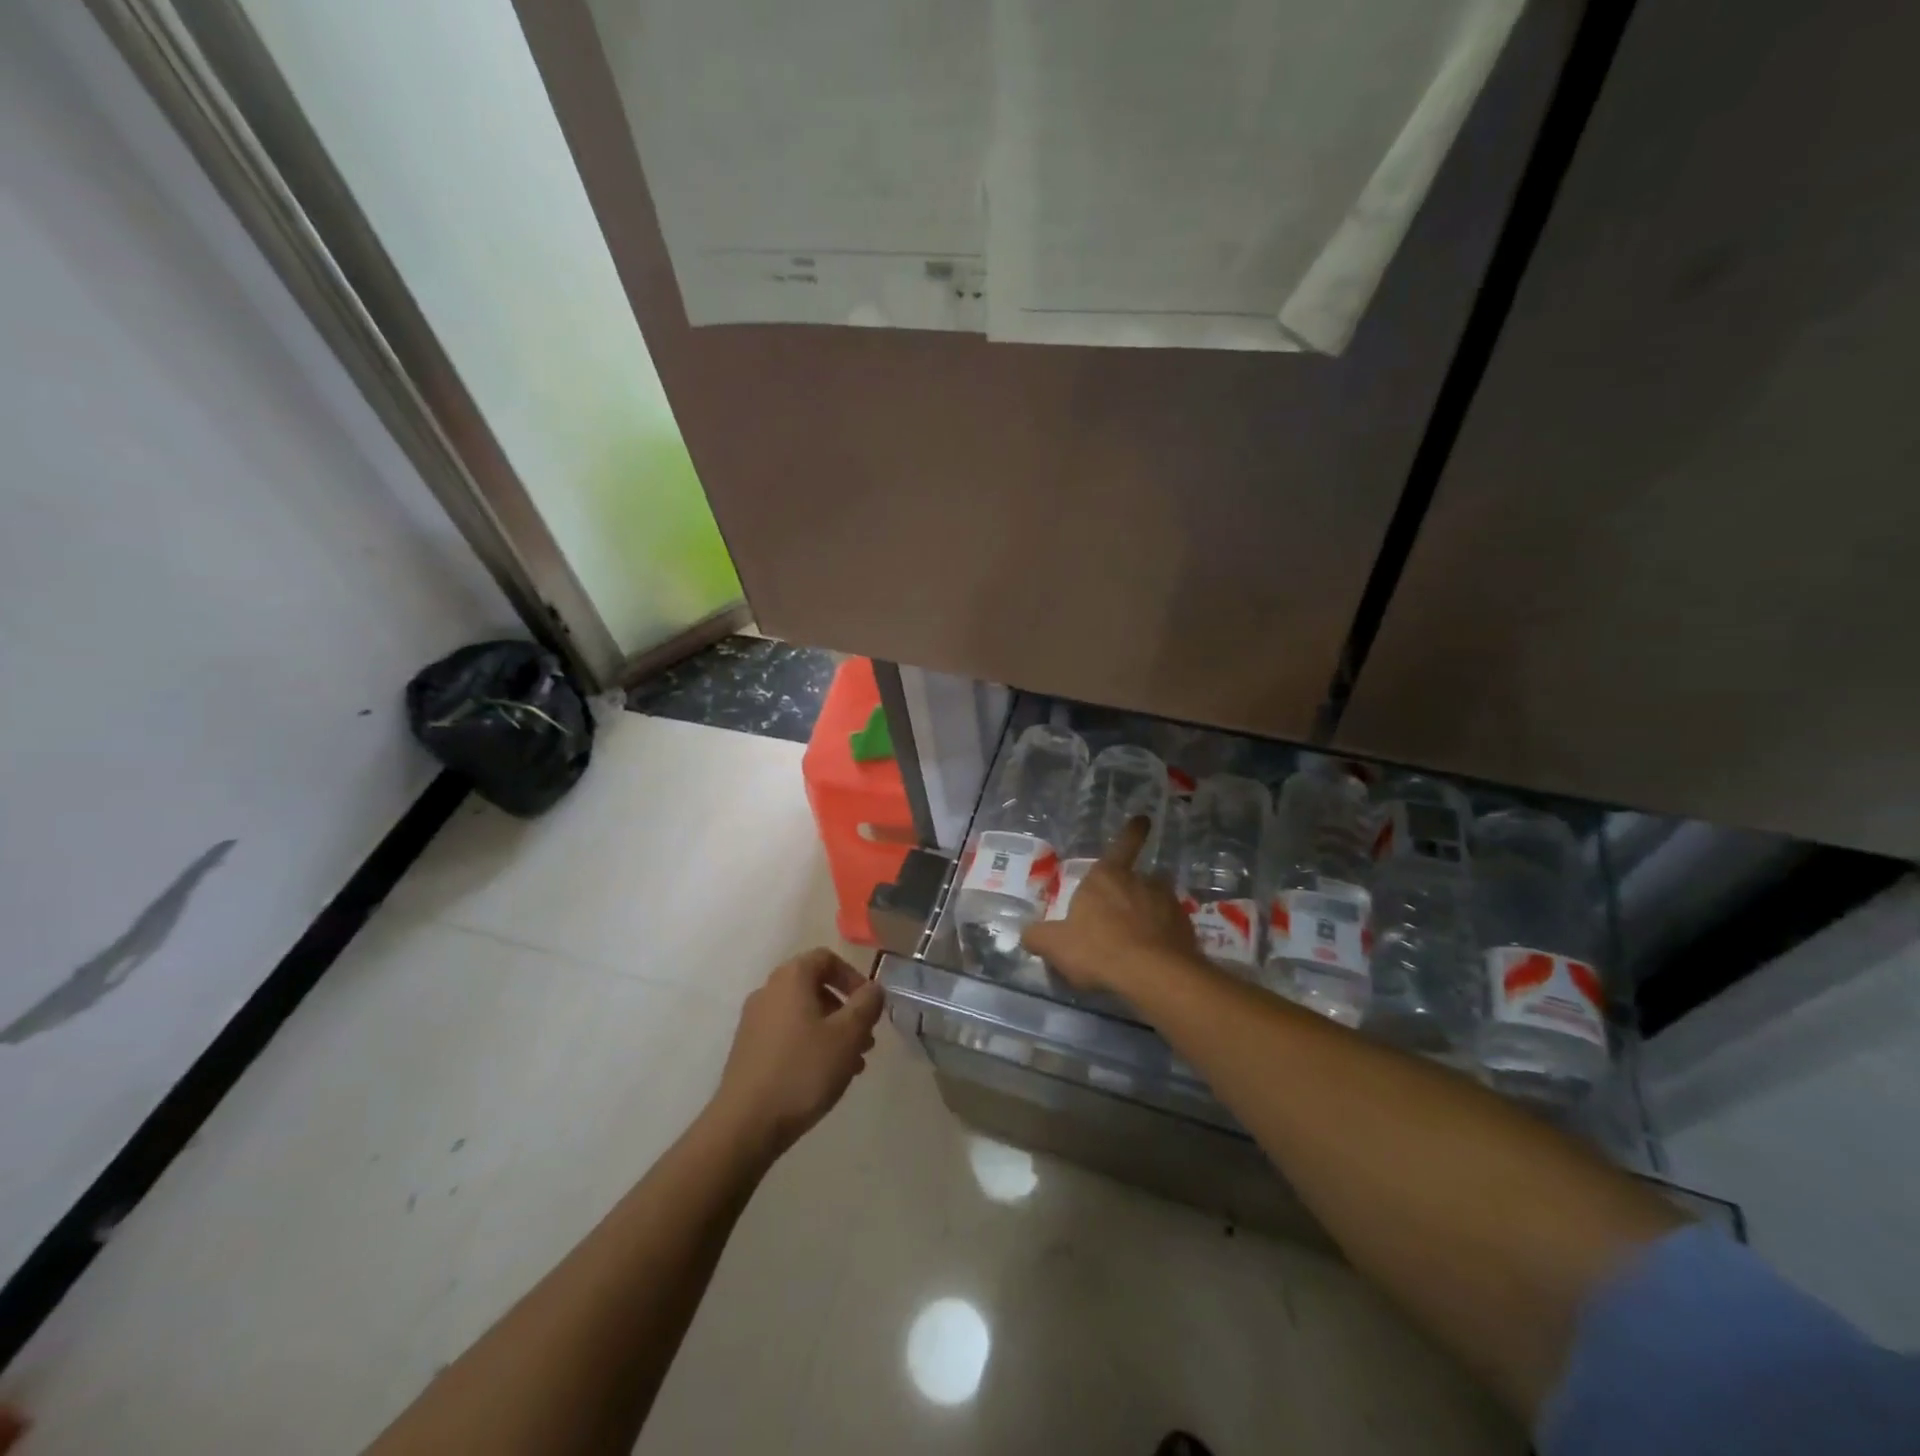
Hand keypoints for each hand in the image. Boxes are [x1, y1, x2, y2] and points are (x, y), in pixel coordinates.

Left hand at [709, 948, 883, 1161]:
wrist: (745, 1124)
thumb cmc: (802, 1070)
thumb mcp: (848, 1035)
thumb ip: (867, 1005)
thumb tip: (874, 988)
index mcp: (791, 978)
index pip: (827, 958)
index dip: (853, 977)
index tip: (869, 1006)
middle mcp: (768, 991)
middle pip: (815, 987)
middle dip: (846, 1010)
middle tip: (865, 1040)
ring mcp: (754, 1021)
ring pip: (803, 1015)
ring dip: (831, 1032)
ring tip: (852, 1064)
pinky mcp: (748, 1050)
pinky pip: (787, 1035)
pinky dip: (810, 1046)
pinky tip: (824, 1077)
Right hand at [1022, 817, 1198, 996]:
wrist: (1154, 975)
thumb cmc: (1098, 949)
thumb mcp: (1055, 946)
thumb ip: (1038, 937)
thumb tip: (1026, 934)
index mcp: (1106, 876)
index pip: (1122, 845)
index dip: (1132, 832)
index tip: (1144, 819)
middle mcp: (1140, 881)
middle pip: (1136, 879)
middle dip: (1129, 892)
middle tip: (1118, 918)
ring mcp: (1167, 903)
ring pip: (1156, 901)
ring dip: (1148, 912)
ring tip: (1138, 939)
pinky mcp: (1185, 927)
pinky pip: (1170, 927)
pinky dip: (1163, 936)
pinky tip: (1153, 957)